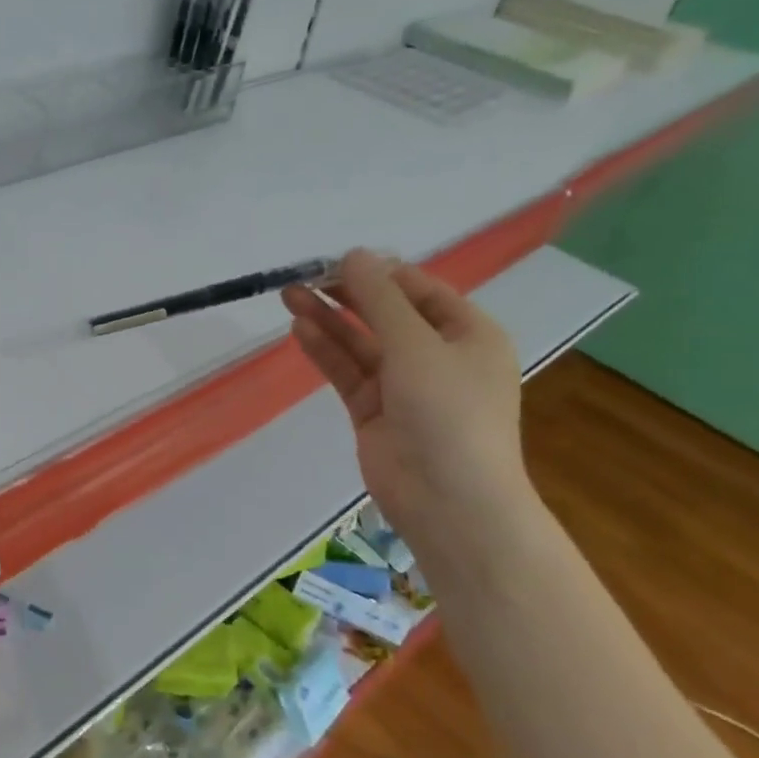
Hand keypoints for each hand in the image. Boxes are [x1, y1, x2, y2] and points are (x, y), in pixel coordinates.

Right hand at [282, 249, 527, 541]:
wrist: (450, 502)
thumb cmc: (448, 412)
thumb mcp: (416, 345)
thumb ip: (380, 298)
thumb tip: (354, 255)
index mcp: (468, 334)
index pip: (419, 290)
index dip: (378, 273)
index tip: (336, 260)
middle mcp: (438, 355)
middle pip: (386, 314)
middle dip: (346, 294)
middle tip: (304, 276)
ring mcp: (405, 386)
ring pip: (361, 343)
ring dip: (329, 319)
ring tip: (290, 295)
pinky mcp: (375, 411)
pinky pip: (348, 371)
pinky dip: (326, 351)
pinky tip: (299, 329)